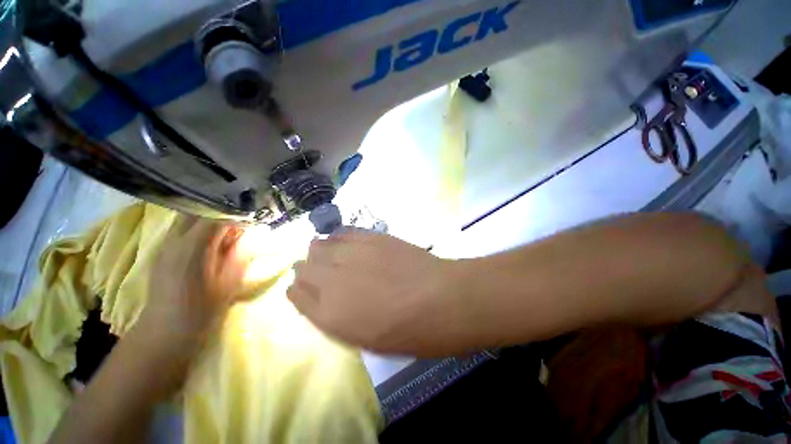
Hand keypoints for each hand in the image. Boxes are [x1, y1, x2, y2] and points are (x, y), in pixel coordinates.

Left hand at [137, 218, 250, 352]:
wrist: (164, 332)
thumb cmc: (202, 310)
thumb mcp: (230, 282)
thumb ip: (242, 253)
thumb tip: (257, 232)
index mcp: (193, 247)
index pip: (216, 216)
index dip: (237, 217)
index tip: (252, 224)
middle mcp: (174, 240)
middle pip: (199, 212)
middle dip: (222, 216)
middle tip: (240, 230)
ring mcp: (164, 245)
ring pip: (189, 220)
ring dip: (210, 223)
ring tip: (226, 237)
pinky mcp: (161, 253)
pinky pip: (181, 231)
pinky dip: (199, 231)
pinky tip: (209, 247)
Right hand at [288, 233, 460, 355]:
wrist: (440, 299)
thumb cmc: (408, 332)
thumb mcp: (366, 340)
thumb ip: (340, 318)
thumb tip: (326, 300)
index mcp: (329, 314)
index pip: (297, 295)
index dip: (298, 290)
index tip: (303, 288)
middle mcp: (333, 280)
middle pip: (304, 266)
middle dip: (307, 268)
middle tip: (318, 270)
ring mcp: (353, 254)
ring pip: (321, 245)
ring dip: (321, 250)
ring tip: (331, 254)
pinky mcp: (372, 237)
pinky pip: (344, 232)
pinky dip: (339, 237)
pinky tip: (345, 240)